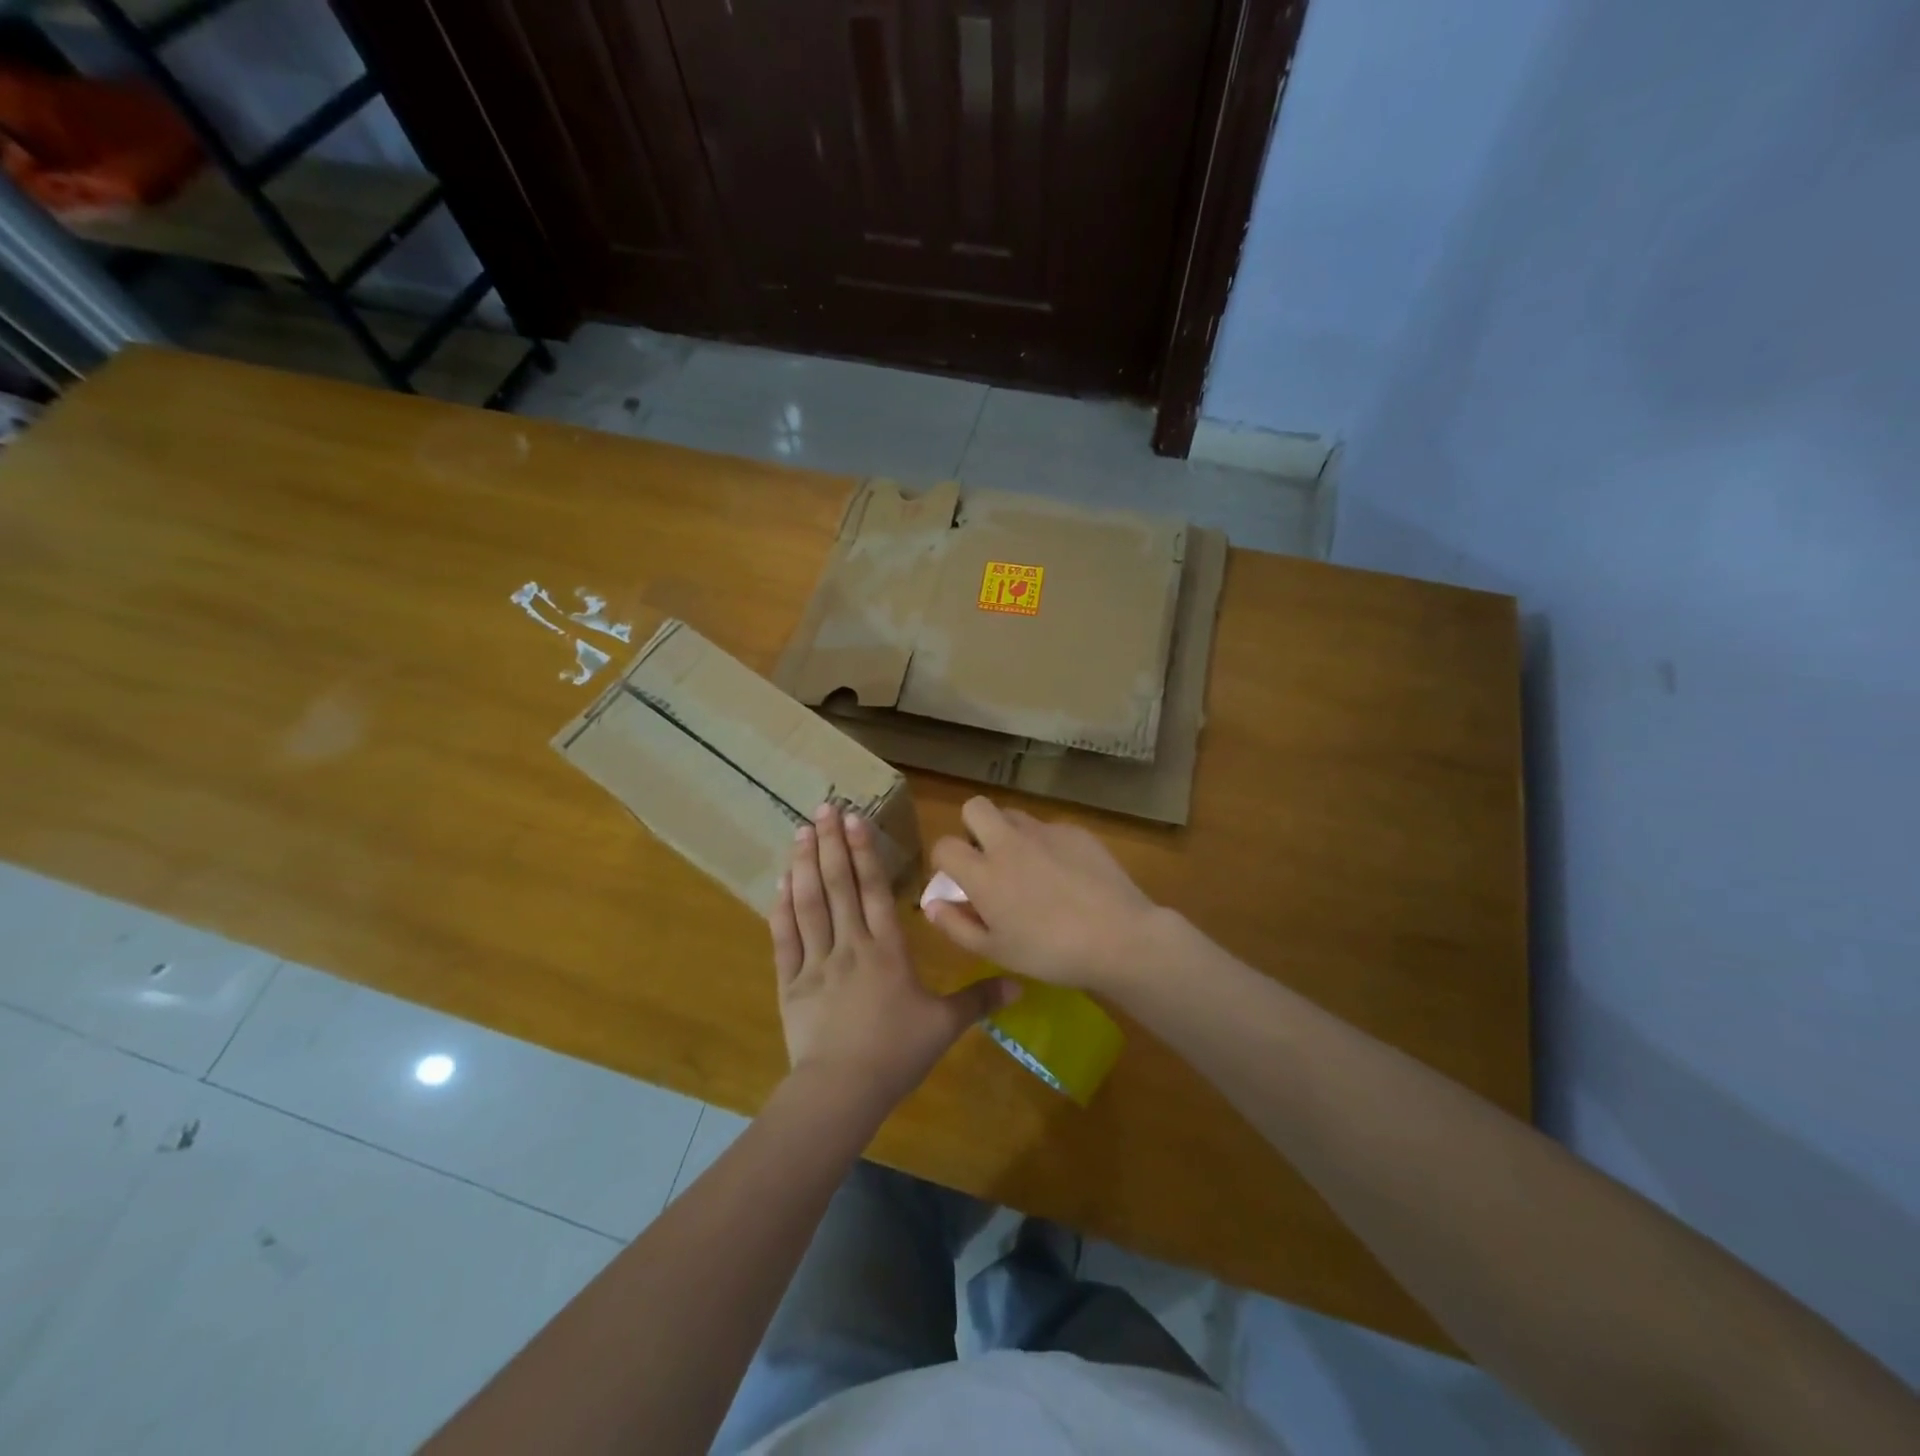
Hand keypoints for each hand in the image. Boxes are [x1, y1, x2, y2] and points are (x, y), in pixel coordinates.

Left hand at [771, 803, 1016, 1106]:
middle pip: (839, 886)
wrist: (842, 1090)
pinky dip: (782, 908)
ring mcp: (816, 961)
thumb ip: (979, 1000)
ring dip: (805, 864)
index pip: (875, 890)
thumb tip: (1021, 986)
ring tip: (801, 831)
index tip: (854, 819)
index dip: (865, 852)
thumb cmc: (896, 1053)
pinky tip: (781, 882)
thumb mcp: (944, 1025)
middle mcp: (850, 945)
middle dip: (832, 843)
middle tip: (824, 807)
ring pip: (810, 903)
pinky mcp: (791, 982)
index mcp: (887, 950)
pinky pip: (785, 937)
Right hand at [926, 797, 1165, 991]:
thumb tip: (932, 904)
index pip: (944, 845)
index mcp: (983, 873)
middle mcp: (1008, 843)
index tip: (957, 878)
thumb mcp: (995, 951)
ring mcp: (1044, 832)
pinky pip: (1049, 828)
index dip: (944, 860)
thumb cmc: (1050, 953)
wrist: (1118, 937)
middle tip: (988, 858)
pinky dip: (1046, 845)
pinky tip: (1066, 874)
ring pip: (1013, 814)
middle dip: (973, 826)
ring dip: (1009, 833)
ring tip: (1027, 866)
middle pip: (975, 807)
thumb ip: (957, 925)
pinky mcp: (1075, 831)